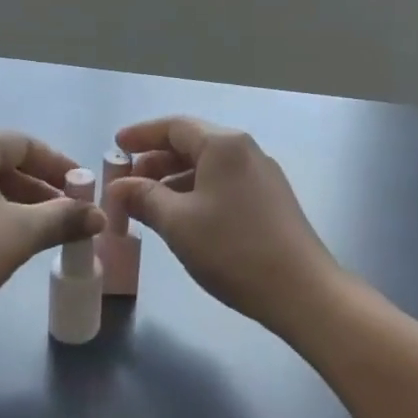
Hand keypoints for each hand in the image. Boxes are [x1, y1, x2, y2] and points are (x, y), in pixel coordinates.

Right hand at [110, 116, 339, 333]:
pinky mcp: (271, 200)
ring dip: (174, 180)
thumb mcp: (178, 223)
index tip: (115, 147)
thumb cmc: (233, 249)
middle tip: (126, 183)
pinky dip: (196, 192)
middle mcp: (245, 150)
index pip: (174, 126)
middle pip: (192, 144)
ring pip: (208, 167)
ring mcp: (262, 175)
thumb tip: (119, 187)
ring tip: (148, 204)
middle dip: (155, 161)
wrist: (302, 291)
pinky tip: (182, 218)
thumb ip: (144, 198)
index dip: (141, 135)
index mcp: (223, 145)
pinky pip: (223, 184)